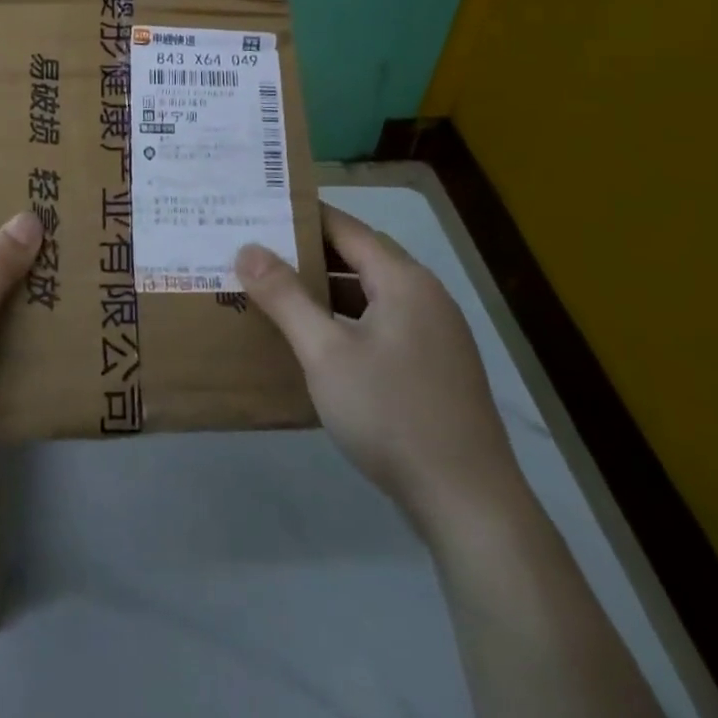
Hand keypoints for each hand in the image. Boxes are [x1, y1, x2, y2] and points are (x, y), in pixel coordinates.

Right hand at [236, 205, 518, 528]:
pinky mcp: (435, 367)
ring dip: (327, 290)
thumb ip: (285, 297)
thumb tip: (248, 249)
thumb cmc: (392, 415)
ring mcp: (435, 333)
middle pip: (359, 258)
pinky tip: (317, 340)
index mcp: (403, 280)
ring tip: (277, 292)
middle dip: (309, 254)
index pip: (345, 228)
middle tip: (258, 252)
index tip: (260, 212)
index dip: (302, 217)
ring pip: (370, 294)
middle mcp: (425, 295)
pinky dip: (347, 320)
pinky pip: (382, 324)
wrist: (469, 505)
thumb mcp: (326, 353)